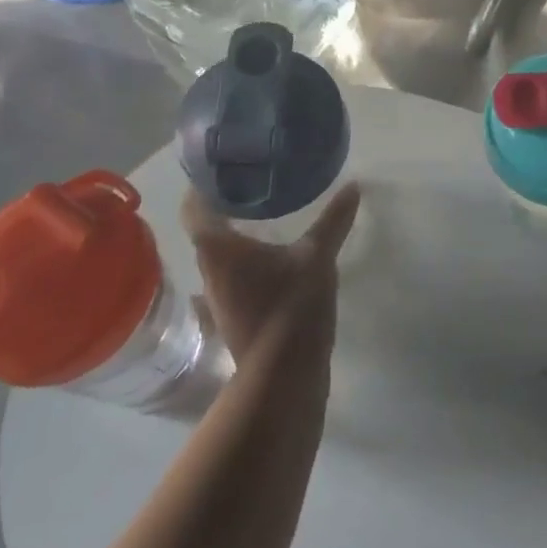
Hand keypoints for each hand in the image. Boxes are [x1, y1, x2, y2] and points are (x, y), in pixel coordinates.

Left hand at [183, 184, 359, 375]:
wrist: (284, 379)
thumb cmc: (291, 307)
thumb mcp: (317, 257)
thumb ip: (333, 221)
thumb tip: (353, 186)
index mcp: (217, 248)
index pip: (194, 207)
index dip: (203, 185)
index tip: (223, 168)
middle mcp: (209, 270)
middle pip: (205, 230)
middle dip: (224, 207)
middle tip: (253, 185)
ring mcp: (218, 298)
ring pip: (218, 256)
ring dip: (235, 237)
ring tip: (264, 216)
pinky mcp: (233, 317)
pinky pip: (231, 278)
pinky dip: (245, 262)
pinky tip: (271, 258)